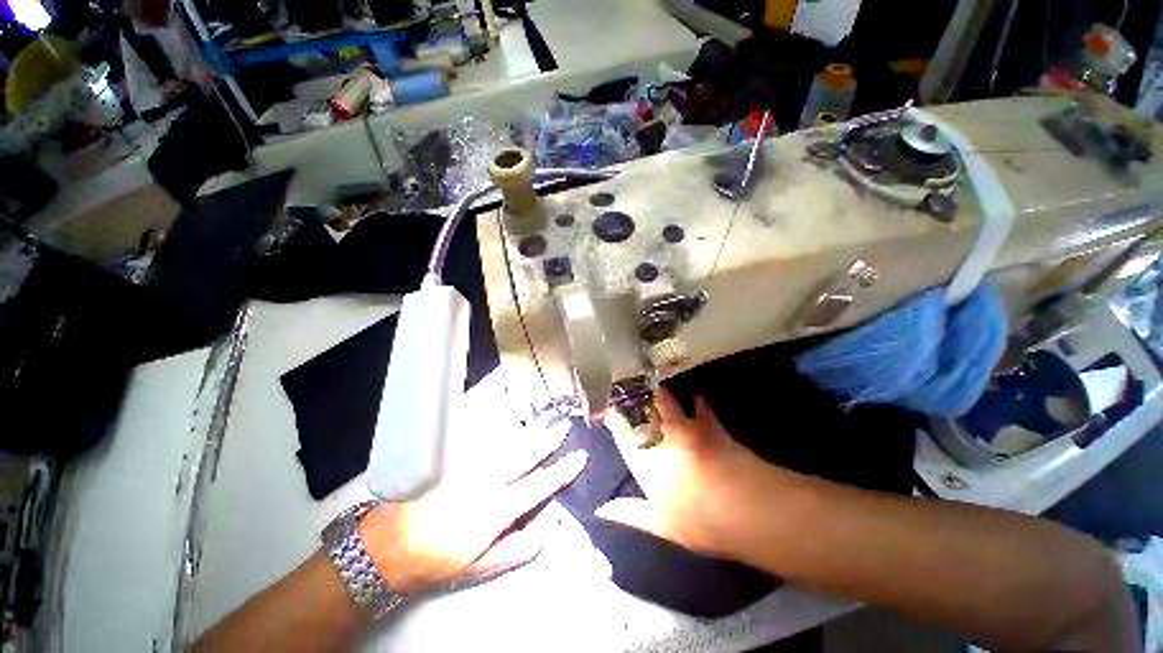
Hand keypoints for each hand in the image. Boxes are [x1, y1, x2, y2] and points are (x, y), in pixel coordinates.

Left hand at [358, 419, 585, 596]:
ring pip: (506, 441)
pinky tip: (507, 418)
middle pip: (526, 453)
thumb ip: (520, 547)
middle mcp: (488, 479)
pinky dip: (498, 426)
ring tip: (543, 420)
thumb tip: (550, 526)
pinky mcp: (452, 456)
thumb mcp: (482, 567)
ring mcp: (468, 464)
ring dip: (528, 430)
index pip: (540, 484)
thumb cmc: (438, 560)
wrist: (387, 545)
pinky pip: (480, 436)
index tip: (579, 458)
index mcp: (498, 508)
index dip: (563, 471)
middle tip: (563, 426)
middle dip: (548, 439)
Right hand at [596, 389, 766, 557]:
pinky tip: (697, 396)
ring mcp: (687, 429)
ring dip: (661, 395)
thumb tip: (600, 509)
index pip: (624, 434)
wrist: (748, 508)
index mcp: (647, 461)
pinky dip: (698, 401)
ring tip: (655, 386)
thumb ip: (631, 513)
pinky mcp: (711, 426)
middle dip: (635, 399)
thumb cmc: (700, 521)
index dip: (614, 419)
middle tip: (628, 386)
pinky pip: (701, 407)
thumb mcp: (662, 524)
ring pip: (667, 403)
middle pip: (643, 412)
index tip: (607, 408)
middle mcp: (662, 438)